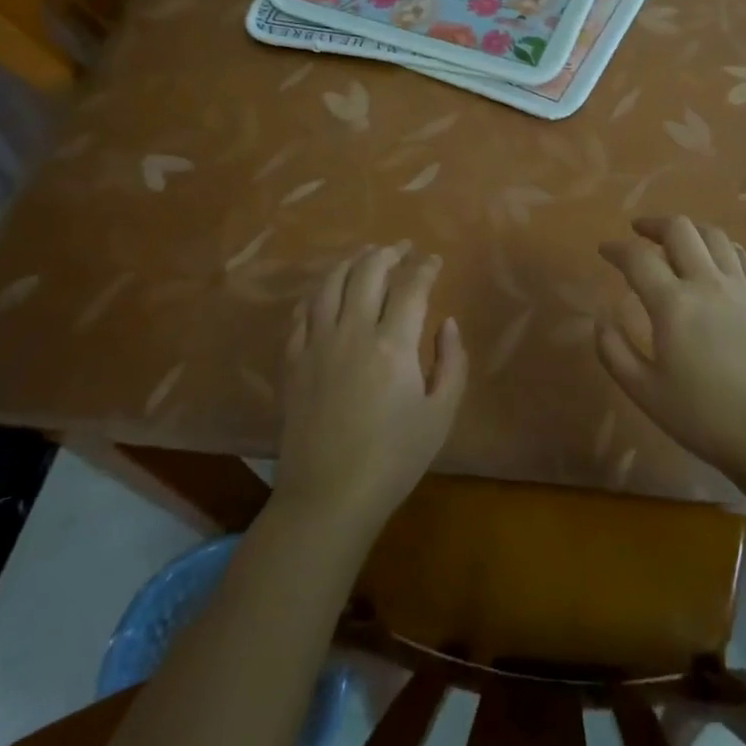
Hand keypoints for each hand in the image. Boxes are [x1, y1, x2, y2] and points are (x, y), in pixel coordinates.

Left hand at [274, 242, 467, 535]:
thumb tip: (447, 323)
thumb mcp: (441, 414)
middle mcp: (353, 331)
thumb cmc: (393, 459)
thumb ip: (451, 362)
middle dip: (389, 252)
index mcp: (393, 344)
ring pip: (331, 283)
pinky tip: (328, 291)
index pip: (412, 286)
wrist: (328, 497)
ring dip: (352, 262)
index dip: (425, 267)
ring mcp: (317, 343)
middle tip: (402, 248)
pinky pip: (302, 312)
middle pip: (368, 271)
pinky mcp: (293, 360)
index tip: (434, 260)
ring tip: (366, 255)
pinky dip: (318, 292)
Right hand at [597, 216, 745, 478]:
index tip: (604, 249)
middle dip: (653, 224)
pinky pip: (744, 257)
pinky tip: (718, 260)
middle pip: (680, 229)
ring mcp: (742, 287)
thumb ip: (614, 351)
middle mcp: (707, 283)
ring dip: (690, 231)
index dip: (616, 248)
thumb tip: (601, 318)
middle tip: (639, 232)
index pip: (638, 258)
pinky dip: (724, 249)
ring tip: (678, 241)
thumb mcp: (644, 392)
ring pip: (715, 236)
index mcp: (673, 304)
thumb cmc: (704, 417)